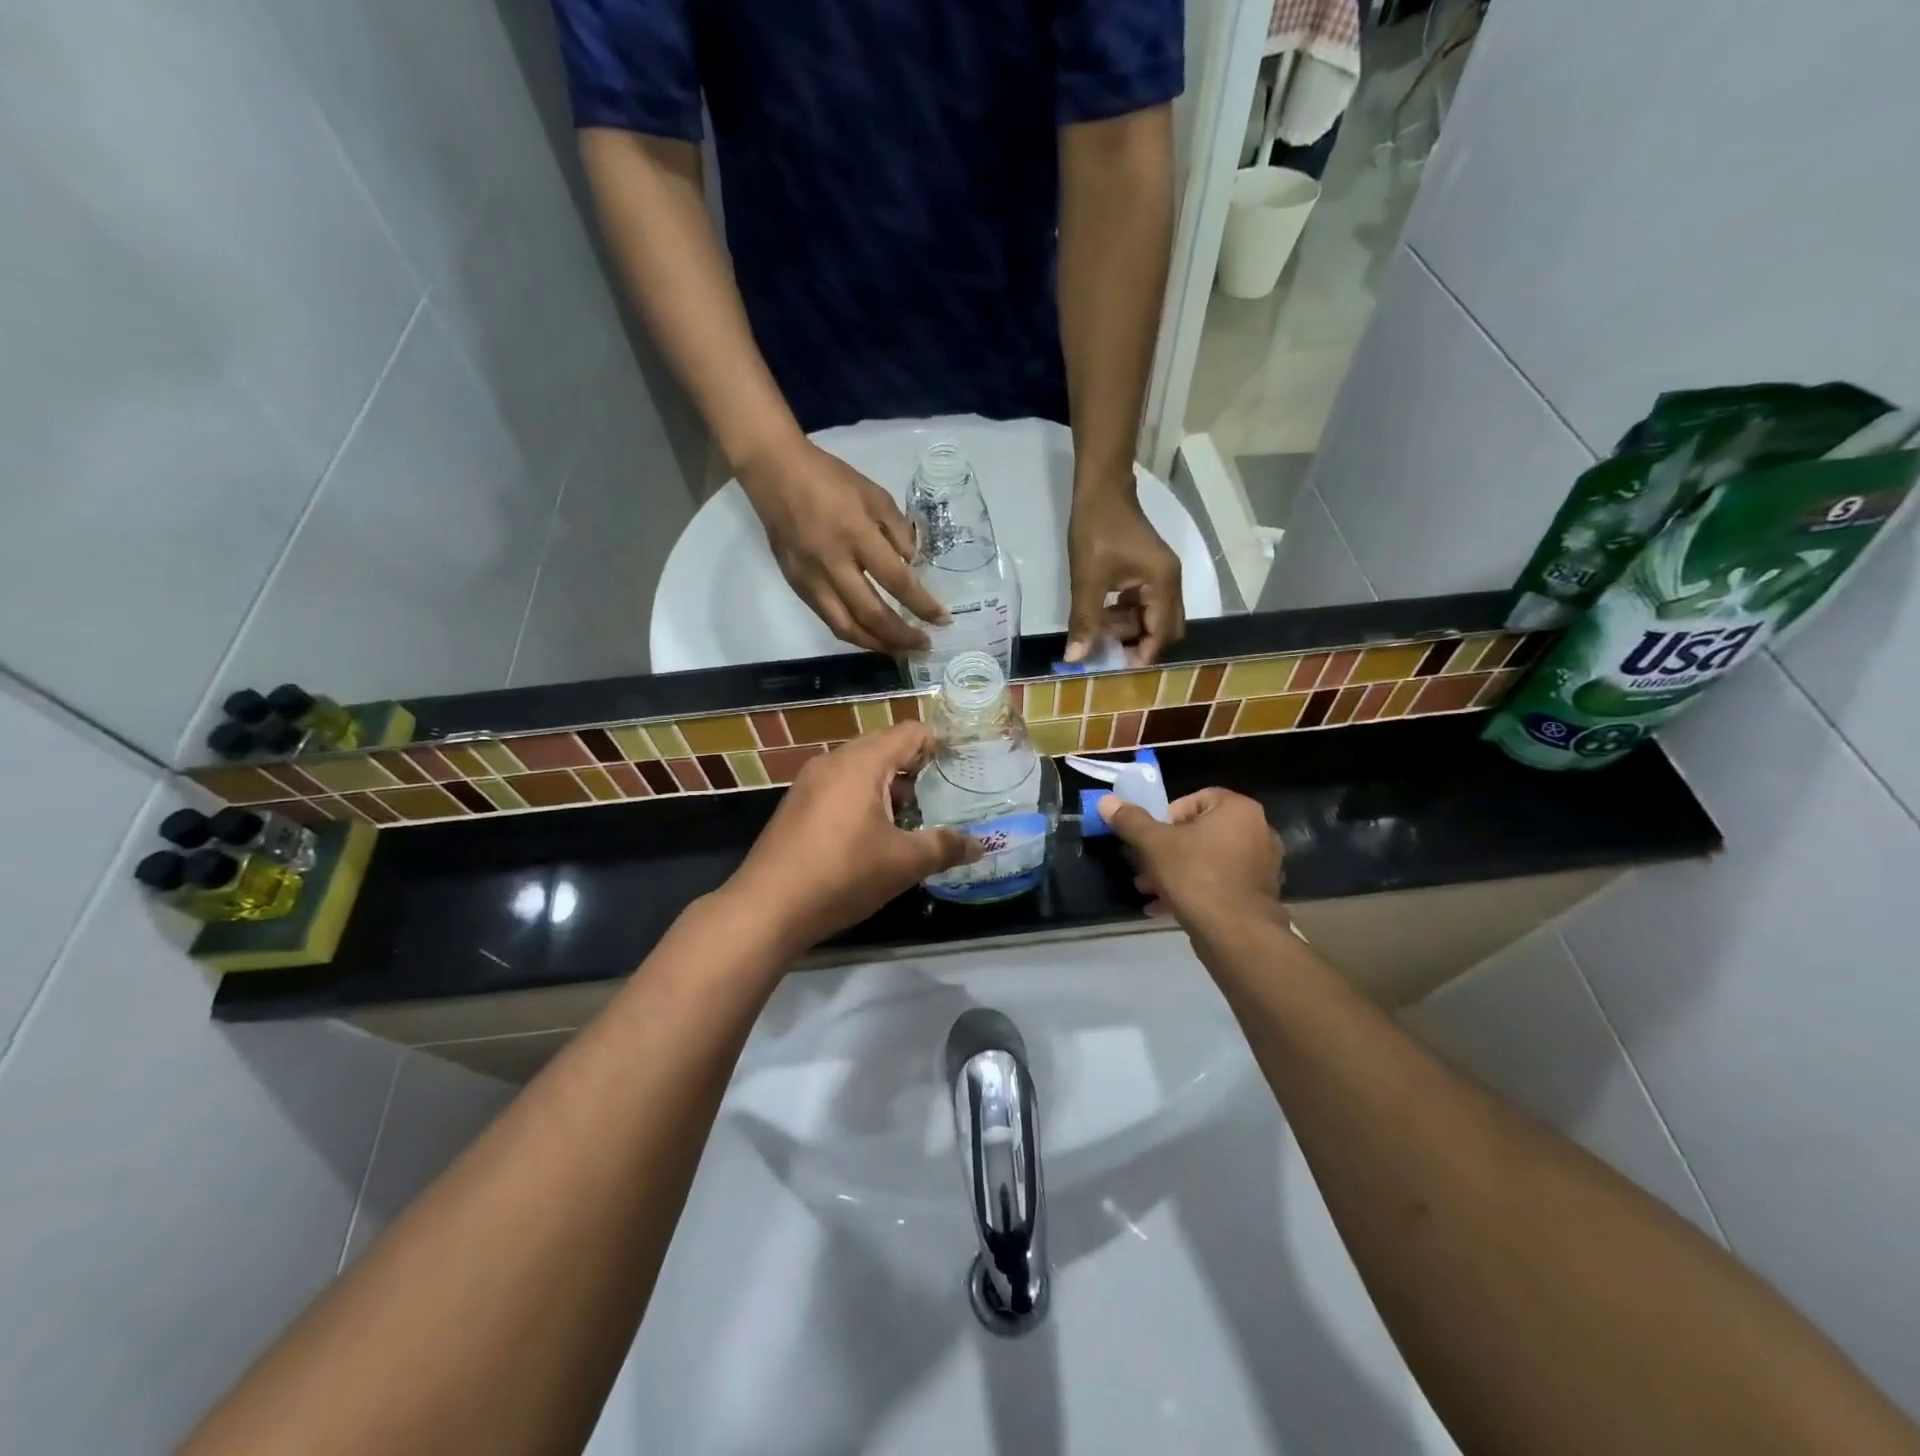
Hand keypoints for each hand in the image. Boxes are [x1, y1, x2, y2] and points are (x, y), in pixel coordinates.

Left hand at [727, 721, 980, 950]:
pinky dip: (864, 797)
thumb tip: (982, 845)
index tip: (965, 760)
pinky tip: (877, 831)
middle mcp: (834, 761)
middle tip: (947, 789)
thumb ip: (945, 848)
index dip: (941, 743)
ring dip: (889, 785)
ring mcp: (810, 782)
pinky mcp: (797, 805)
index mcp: (862, 762)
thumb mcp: (903, 863)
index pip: (910, 733)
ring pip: (860, 769)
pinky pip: (840, 787)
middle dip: (917, 766)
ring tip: (917, 814)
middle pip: (884, 747)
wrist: (768, 907)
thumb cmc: (843, 874)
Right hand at [739, 441, 948, 653]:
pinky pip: (828, 619)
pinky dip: (853, 633)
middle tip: (924, 645)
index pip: (896, 580)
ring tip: (899, 651)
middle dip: (901, 636)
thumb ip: (898, 531)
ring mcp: (811, 578)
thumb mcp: (874, 494)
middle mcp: (833, 563)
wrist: (774, 472)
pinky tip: (871, 636)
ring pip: (846, 626)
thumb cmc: (830, 479)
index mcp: (856, 534)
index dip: (922, 605)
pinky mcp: (797, 585)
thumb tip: (912, 566)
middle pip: (871, 614)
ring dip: (876, 644)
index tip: (942, 620)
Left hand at [1065, 486, 1184, 666]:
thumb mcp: (1087, 580)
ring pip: (1152, 617)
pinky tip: (1101, 618)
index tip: (1117, 669)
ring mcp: (1161, 577)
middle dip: (1138, 644)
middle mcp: (1171, 583)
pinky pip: (1143, 604)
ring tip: (1098, 635)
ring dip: (1129, 629)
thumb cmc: (1097, 531)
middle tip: (1109, 655)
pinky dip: (1125, 615)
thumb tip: (1075, 658)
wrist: (1101, 489)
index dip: (1142, 654)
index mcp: (1164, 584)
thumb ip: (1084, 621)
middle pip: (1164, 628)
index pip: (1162, 633)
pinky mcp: (1148, 573)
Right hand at [1097, 788, 1282, 921]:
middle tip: (1143, 867)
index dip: (1167, 816)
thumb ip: (1131, 821)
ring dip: (1175, 871)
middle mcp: (1258, 831)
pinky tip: (1165, 907)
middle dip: (1166, 849)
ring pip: (1208, 859)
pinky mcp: (1258, 895)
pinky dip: (1195, 890)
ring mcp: (1262, 865)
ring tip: (1149, 889)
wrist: (1236, 934)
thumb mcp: (1154, 844)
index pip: (1196, 799)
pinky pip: (1220, 882)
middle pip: (1200, 832)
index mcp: (1238, 810)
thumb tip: (1106, 801)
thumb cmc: (1196, 876)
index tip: (1151, 837)